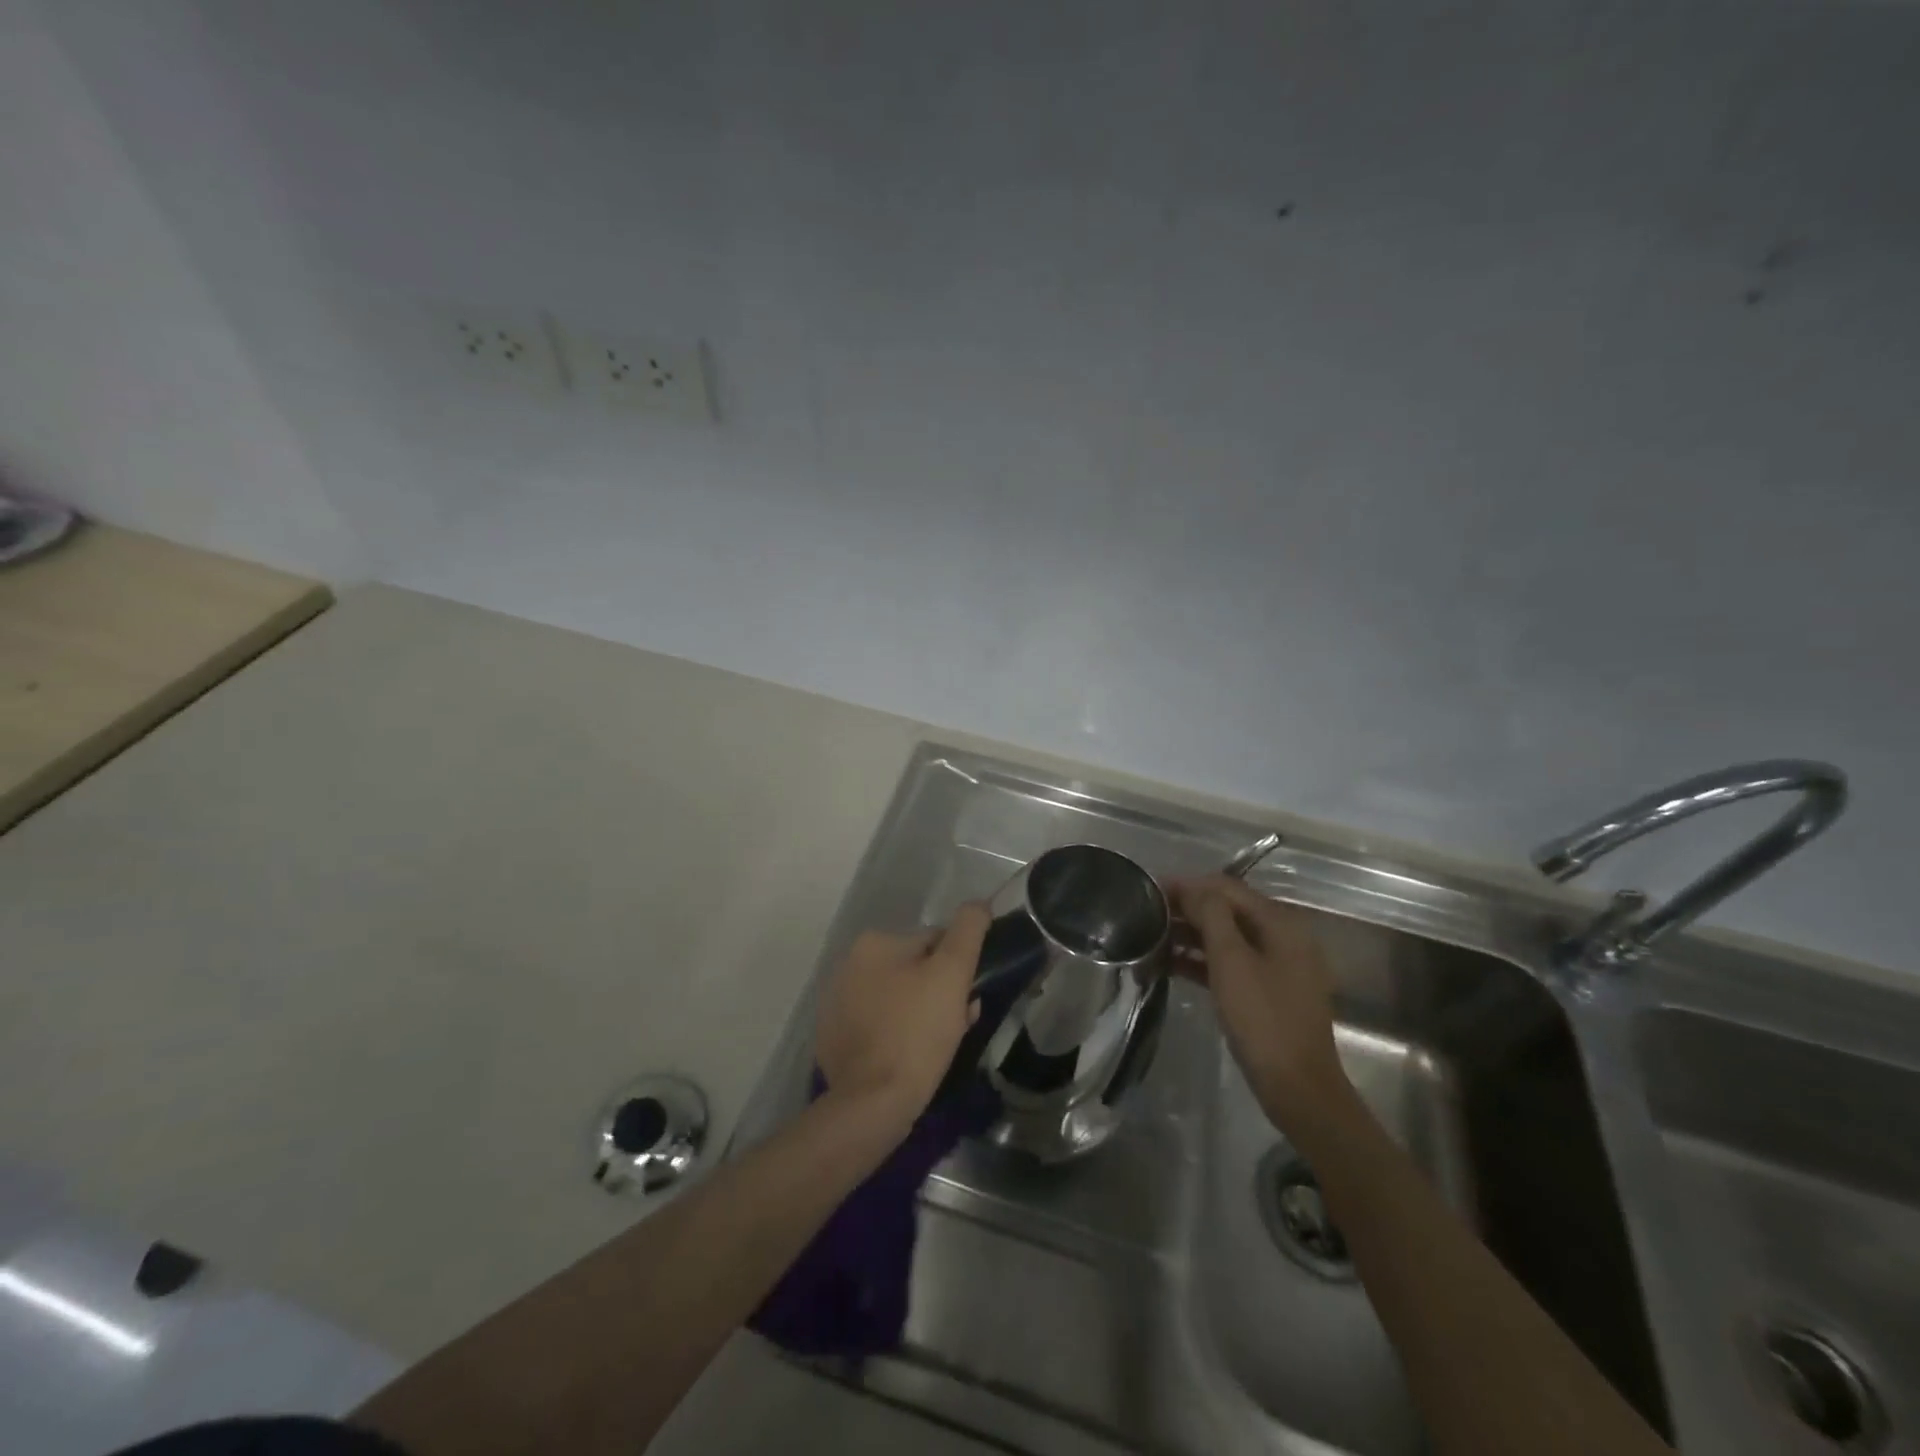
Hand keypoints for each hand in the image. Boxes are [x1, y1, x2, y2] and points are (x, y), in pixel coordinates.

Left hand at [814, 905, 989, 1128]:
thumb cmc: (917, 1032)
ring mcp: (836, 1003)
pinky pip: (877, 1025)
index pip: (933, 942)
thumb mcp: (952, 974)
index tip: (969, 999)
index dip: (958, 969)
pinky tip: (907, 1058)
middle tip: (956, 1025)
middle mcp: (848, 964)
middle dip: (939, 992)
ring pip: (897, 998)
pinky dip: (894, 1034)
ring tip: (935, 1046)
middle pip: (913, 970)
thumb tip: (978, 904)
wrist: (872, 1103)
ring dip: (919, 1013)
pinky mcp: (833, 1038)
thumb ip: (968, 931)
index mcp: (874, 943)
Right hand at [1171, 876, 1349, 1127]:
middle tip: (1146, 913)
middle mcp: (1282, 937)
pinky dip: (1202, 961)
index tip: (1150, 889)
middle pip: (1228, 911)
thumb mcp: (1231, 961)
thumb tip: (1193, 887)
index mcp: (1280, 923)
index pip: (1227, 888)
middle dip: (1187, 909)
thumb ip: (1211, 916)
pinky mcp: (1267, 992)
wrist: (1297, 1087)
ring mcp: (1276, 966)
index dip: (1188, 884)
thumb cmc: (1262, 1019)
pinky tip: (1170, 965)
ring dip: (1191, 935)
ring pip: (1227, 938)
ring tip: (1151, 938)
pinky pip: (1230, 964)